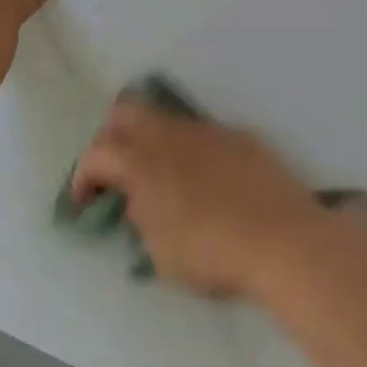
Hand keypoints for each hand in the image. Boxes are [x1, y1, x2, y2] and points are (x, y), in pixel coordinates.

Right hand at [70, 103, 332, 297]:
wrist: (284, 240)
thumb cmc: (212, 253)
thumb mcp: (160, 251)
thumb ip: (141, 217)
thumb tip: (139, 199)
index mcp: (141, 161)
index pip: (95, 154)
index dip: (83, 177)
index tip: (84, 202)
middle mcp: (169, 134)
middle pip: (125, 113)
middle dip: (111, 138)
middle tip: (115, 171)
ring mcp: (206, 130)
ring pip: (166, 119)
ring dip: (153, 140)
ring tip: (161, 174)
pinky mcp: (239, 136)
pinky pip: (203, 133)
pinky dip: (192, 150)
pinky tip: (206, 179)